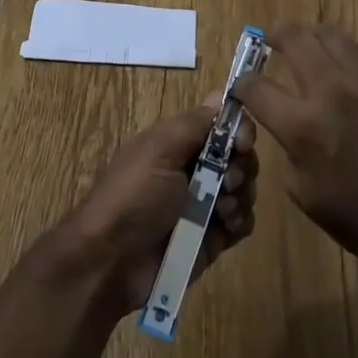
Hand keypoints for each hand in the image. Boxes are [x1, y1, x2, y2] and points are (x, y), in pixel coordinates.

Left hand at [58, 104, 258, 319]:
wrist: (112, 262)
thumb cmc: (134, 196)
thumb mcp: (159, 150)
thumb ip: (194, 124)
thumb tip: (221, 94)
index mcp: (180, 142)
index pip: (223, 124)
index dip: (239, 129)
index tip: (242, 143)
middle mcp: (196, 168)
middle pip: (240, 156)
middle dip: (242, 166)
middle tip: (228, 181)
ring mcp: (206, 204)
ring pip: (245, 188)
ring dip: (241, 196)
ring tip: (221, 211)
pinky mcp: (213, 237)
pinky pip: (243, 222)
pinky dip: (240, 221)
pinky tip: (225, 227)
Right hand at [236, 24, 357, 290]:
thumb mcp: (302, 192)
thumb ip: (287, 146)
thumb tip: (282, 120)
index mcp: (302, 127)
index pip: (255, 86)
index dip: (242, 83)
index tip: (244, 85)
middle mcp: (331, 92)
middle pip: (293, 39)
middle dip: (274, 36)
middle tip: (271, 41)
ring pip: (331, 34)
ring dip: (312, 36)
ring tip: (309, 45)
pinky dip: (352, 49)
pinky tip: (349, 61)